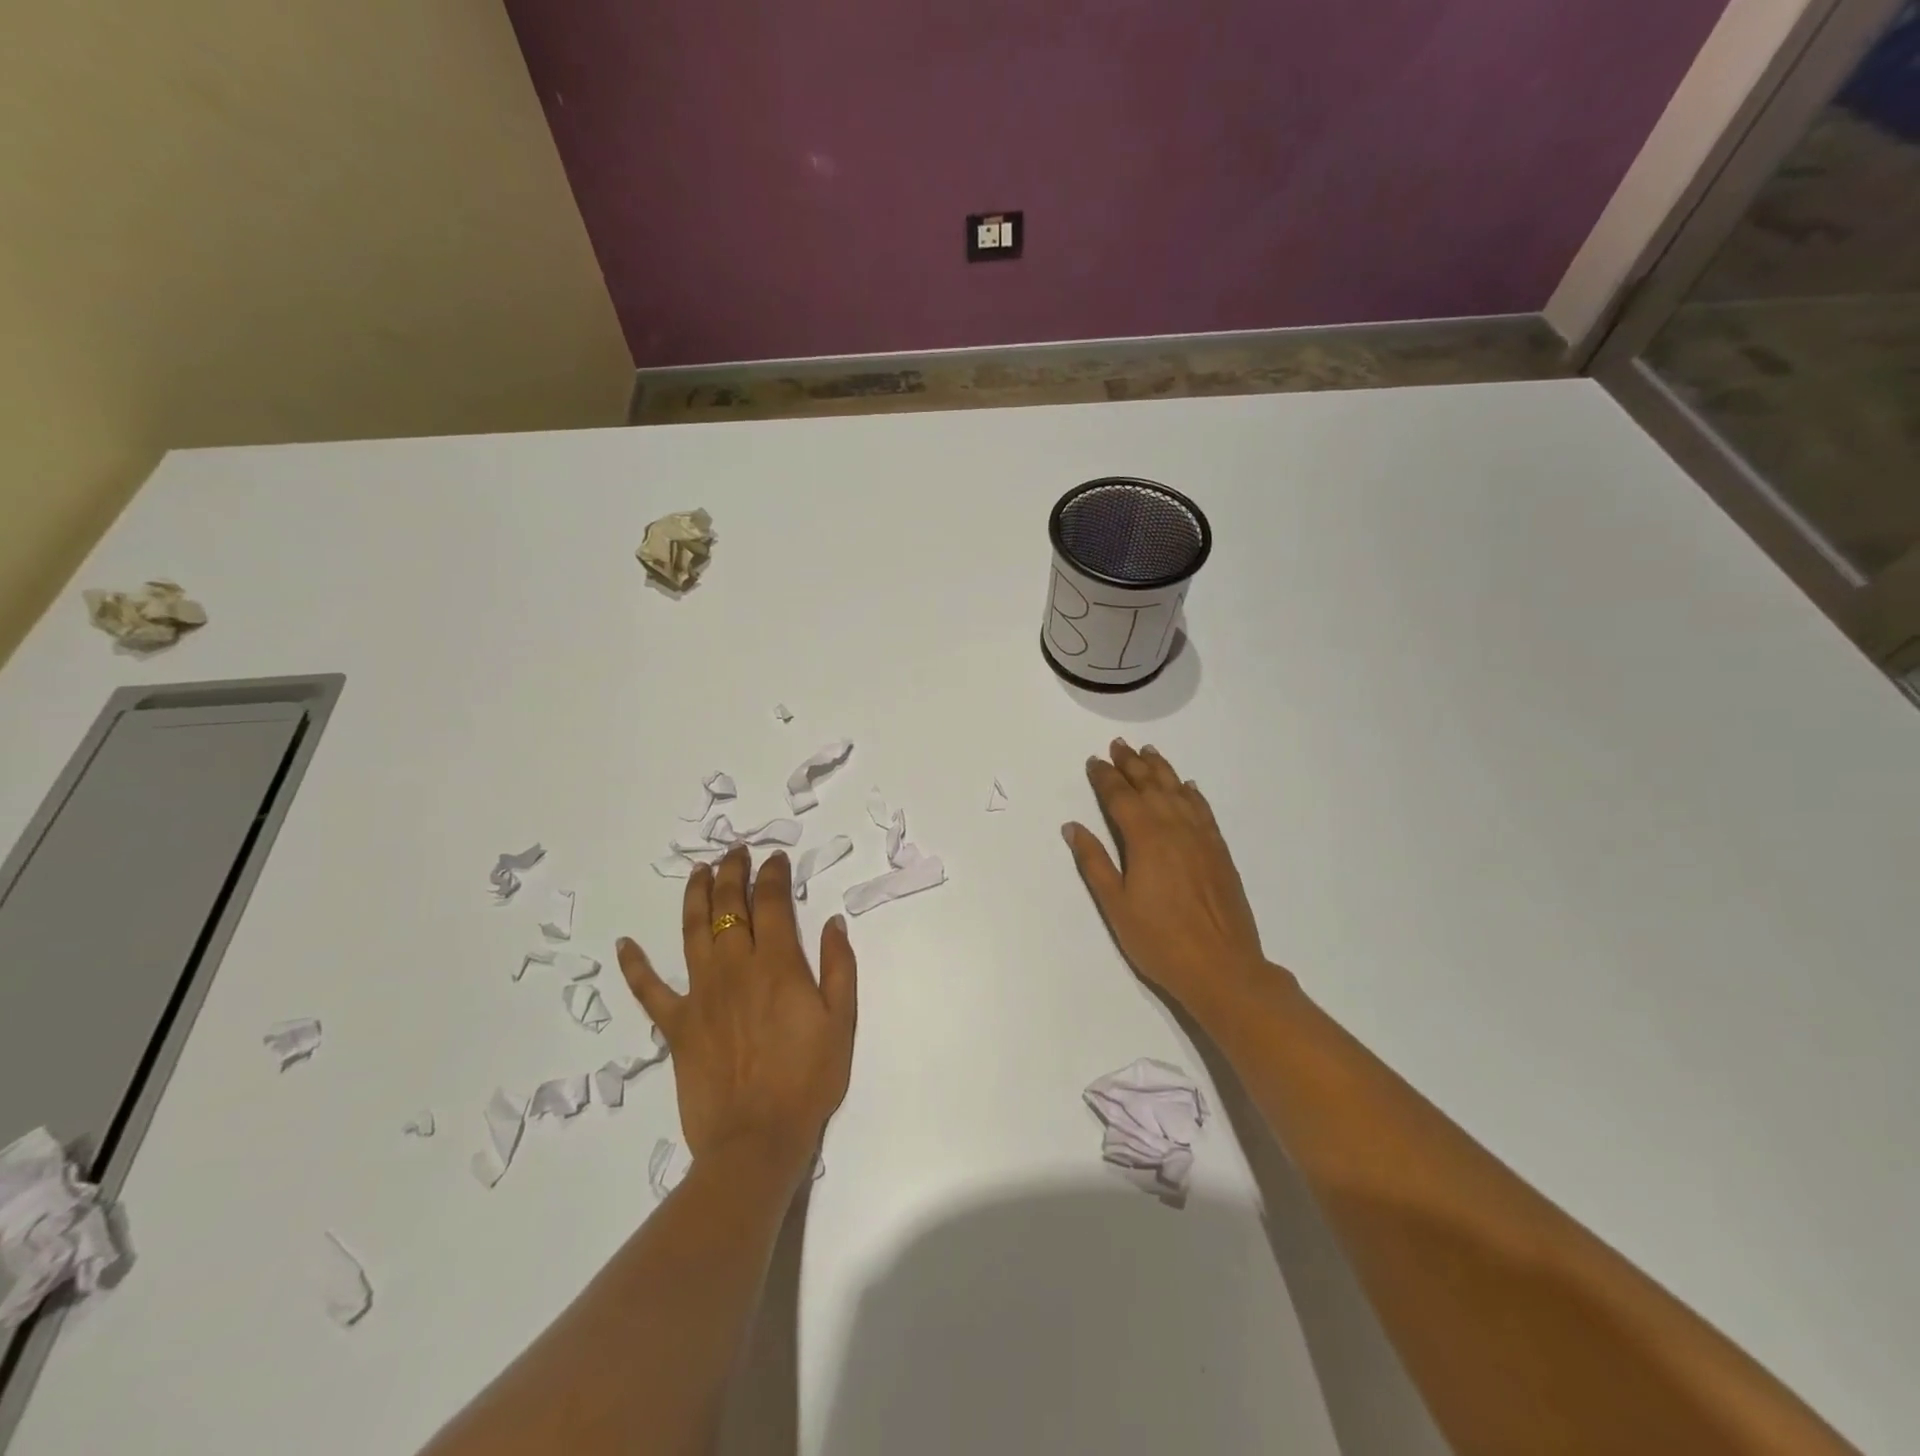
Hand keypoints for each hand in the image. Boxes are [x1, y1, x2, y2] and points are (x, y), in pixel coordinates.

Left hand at [617, 845, 855, 1179]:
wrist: (757, 1139)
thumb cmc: (808, 1079)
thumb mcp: (841, 1020)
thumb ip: (839, 966)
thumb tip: (833, 921)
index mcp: (777, 964)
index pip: (771, 902)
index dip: (772, 874)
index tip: (775, 857)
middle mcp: (734, 968)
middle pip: (728, 906)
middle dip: (732, 873)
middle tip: (735, 852)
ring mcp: (700, 994)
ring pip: (692, 931)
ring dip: (695, 896)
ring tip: (698, 872)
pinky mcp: (676, 1025)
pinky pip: (649, 990)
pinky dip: (635, 966)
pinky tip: (625, 944)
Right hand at [1063, 739, 1274, 1019]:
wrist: (1222, 967)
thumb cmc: (1159, 940)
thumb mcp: (1115, 905)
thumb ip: (1094, 862)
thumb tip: (1073, 827)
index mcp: (1145, 838)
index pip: (1121, 797)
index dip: (1105, 777)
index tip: (1093, 761)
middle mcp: (1174, 827)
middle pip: (1150, 786)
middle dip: (1132, 764)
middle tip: (1118, 745)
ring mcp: (1201, 837)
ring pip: (1178, 791)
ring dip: (1161, 769)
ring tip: (1148, 752)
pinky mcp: (1220, 851)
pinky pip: (1203, 809)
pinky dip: (1191, 793)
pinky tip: (1187, 786)